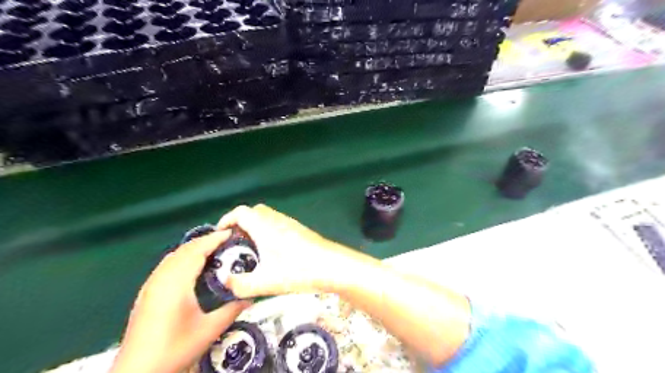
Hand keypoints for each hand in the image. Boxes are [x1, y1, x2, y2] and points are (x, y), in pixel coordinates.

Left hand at [111, 230, 251, 372]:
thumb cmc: (175, 349)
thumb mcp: (209, 330)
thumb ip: (232, 310)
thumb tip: (251, 297)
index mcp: (176, 284)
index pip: (196, 251)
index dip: (214, 239)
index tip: (231, 233)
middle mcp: (161, 279)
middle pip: (184, 250)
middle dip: (205, 241)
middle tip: (226, 240)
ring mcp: (150, 286)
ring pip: (173, 256)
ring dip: (193, 249)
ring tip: (212, 250)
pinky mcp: (146, 294)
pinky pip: (166, 266)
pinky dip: (182, 258)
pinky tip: (192, 268)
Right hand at [217, 204, 372, 297]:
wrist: (332, 266)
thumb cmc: (298, 270)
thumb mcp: (265, 282)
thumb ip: (240, 284)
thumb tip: (226, 282)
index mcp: (264, 225)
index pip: (240, 212)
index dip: (226, 219)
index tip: (219, 234)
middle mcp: (276, 219)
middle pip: (253, 212)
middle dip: (240, 223)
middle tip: (234, 243)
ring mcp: (290, 223)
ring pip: (267, 217)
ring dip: (255, 227)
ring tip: (250, 249)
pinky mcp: (300, 230)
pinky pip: (277, 224)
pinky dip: (268, 231)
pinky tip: (271, 252)